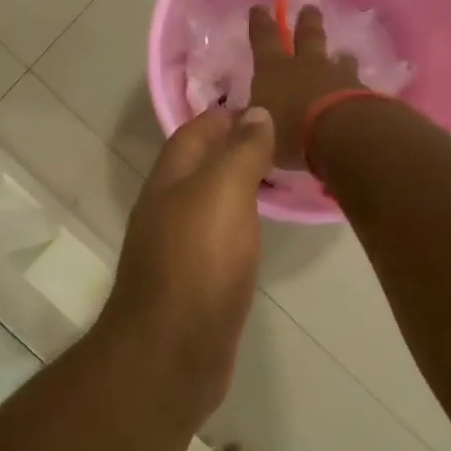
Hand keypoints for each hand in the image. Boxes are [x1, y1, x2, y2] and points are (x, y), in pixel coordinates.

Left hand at [101, 107, 273, 410]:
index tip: (266, 100)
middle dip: (233, 146)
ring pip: (209, 202)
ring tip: (279, 173)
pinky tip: (260, 227)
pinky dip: (239, 222)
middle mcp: (167, 209)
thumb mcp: (223, 193)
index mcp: (170, 181)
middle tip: (282, 136)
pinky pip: (218, 237)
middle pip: (199, 166)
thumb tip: (254, 111)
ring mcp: (178, 248)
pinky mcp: (194, 282)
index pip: (194, 131)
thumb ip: (240, 151)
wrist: (173, 351)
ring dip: (237, 184)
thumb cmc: (199, 262)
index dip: (225, 113)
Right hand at [248, 5, 363, 167]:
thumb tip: (246, 117)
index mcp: (274, 70)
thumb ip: (252, 124)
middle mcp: (306, 66)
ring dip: (339, 56)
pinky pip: (356, 83)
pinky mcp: (361, 93)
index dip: (260, 23)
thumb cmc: (289, 131)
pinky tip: (357, 90)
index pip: (263, 39)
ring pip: (338, 59)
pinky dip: (354, 85)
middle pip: (307, 36)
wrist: (341, 135)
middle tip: (310, 8)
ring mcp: (337, 76)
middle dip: (307, 21)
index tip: (259, 8)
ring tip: (343, 53)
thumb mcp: (260, 132)